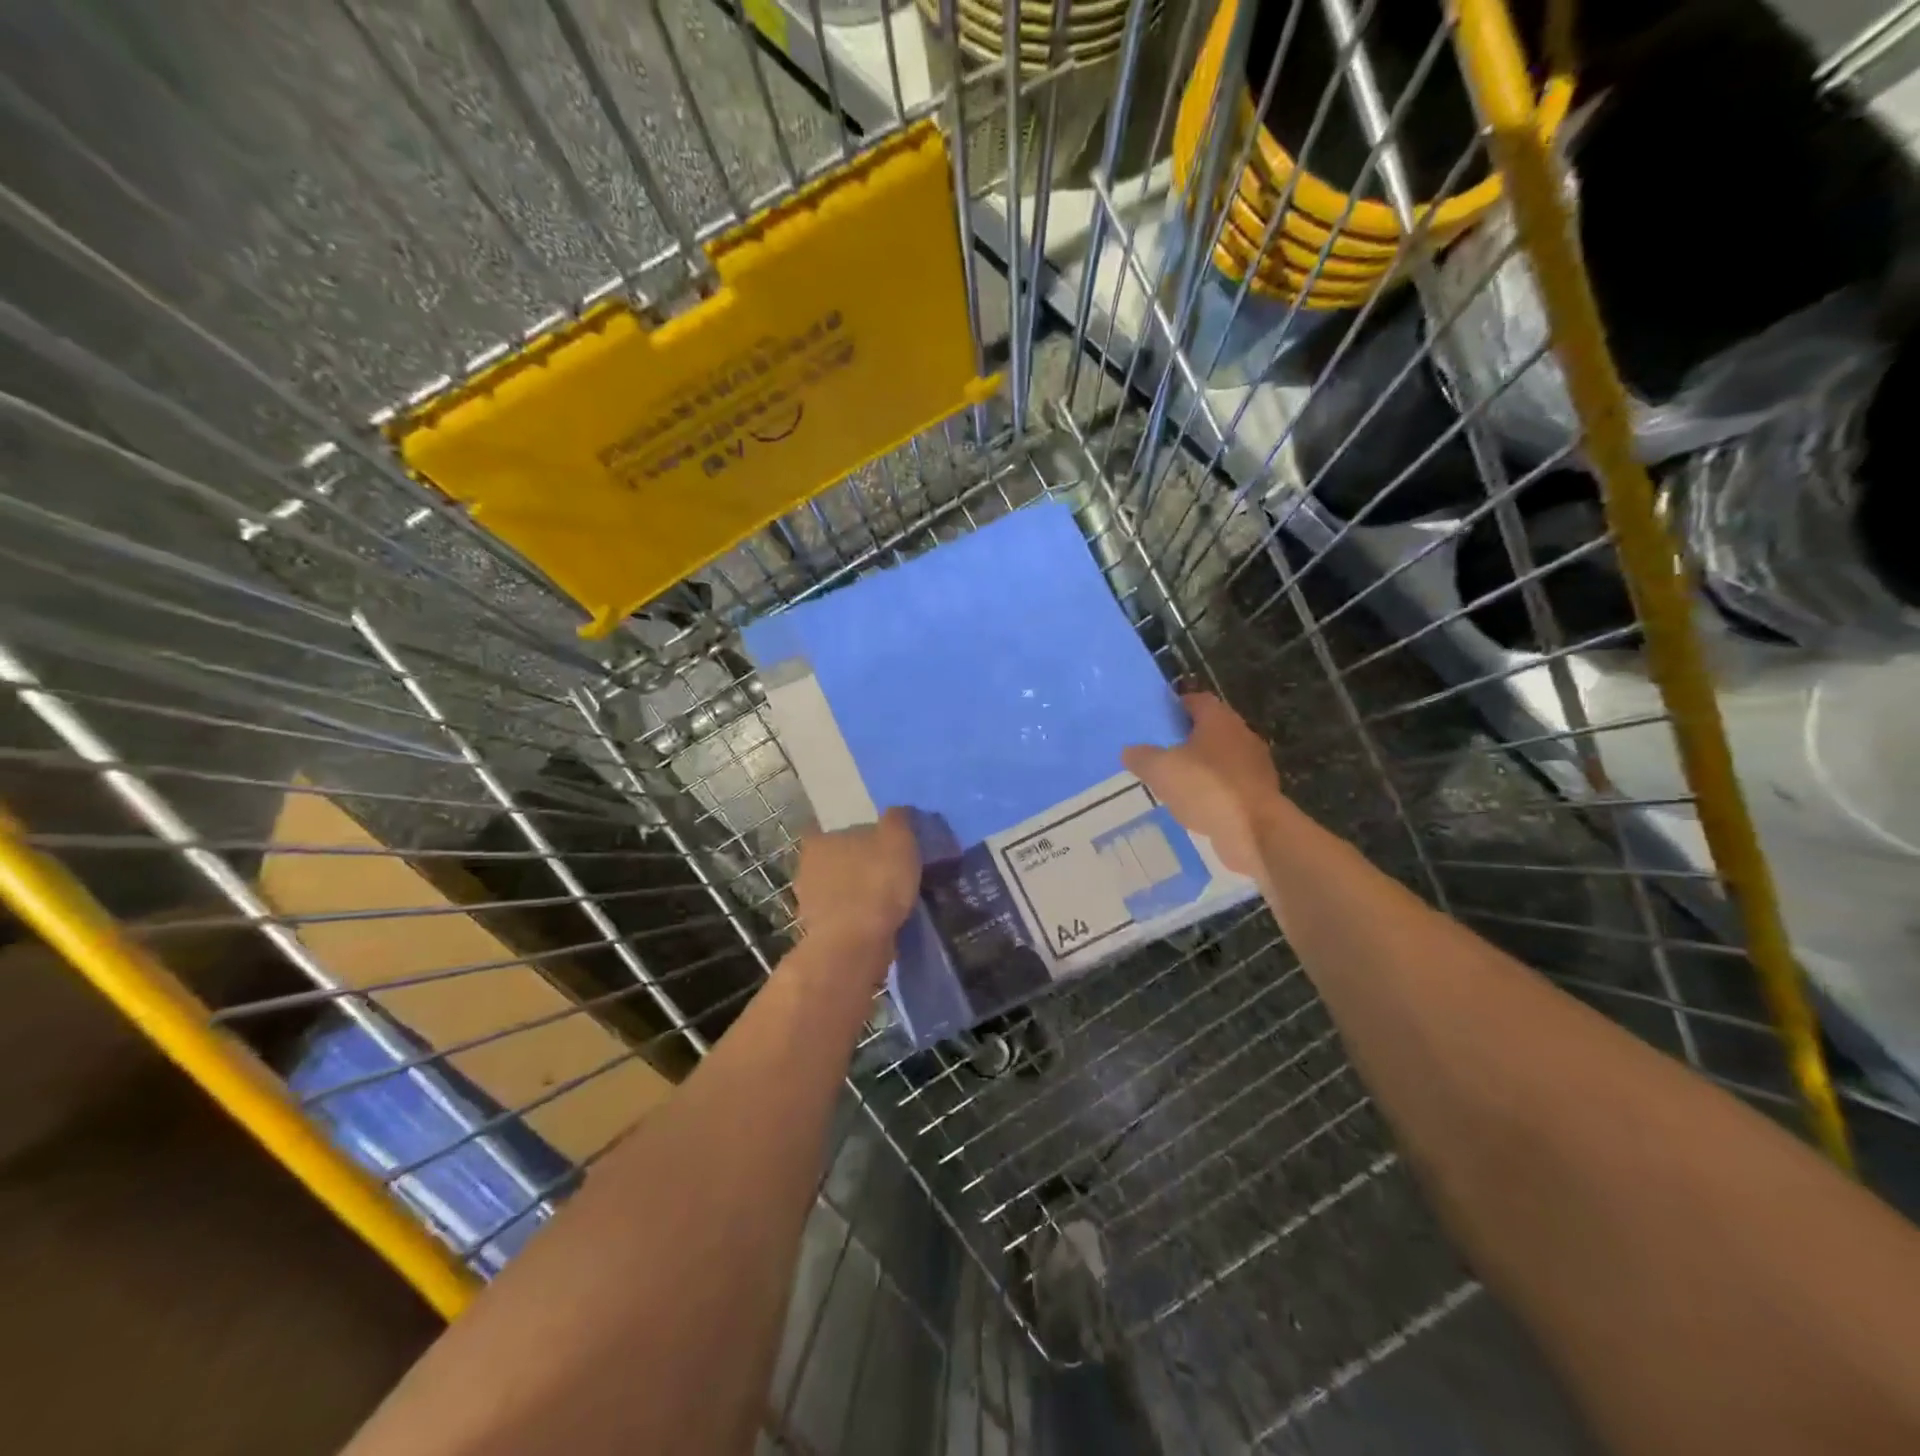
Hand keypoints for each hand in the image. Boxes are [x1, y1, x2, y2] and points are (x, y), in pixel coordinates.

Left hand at [792, 807, 920, 965]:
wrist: (856, 945)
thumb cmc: (875, 882)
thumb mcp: (897, 839)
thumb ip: (897, 819)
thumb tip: (897, 811)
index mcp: (818, 841)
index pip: (830, 829)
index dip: (854, 836)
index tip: (876, 843)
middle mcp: (806, 869)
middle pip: (834, 860)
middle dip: (855, 865)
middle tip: (886, 872)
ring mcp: (809, 904)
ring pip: (837, 891)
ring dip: (856, 894)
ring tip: (888, 900)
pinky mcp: (819, 934)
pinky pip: (843, 918)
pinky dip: (858, 918)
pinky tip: (879, 922)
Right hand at [1122, 693, 1284, 877]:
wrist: (1254, 832)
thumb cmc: (1206, 788)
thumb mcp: (1161, 769)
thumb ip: (1142, 757)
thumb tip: (1130, 751)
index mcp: (1220, 720)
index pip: (1197, 701)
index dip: (1176, 707)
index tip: (1157, 720)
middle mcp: (1242, 737)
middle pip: (1211, 730)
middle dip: (1186, 740)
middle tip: (1159, 752)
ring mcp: (1255, 768)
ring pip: (1221, 760)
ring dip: (1200, 769)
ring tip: (1173, 783)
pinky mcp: (1259, 797)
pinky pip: (1229, 788)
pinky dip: (1212, 794)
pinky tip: (1193, 807)